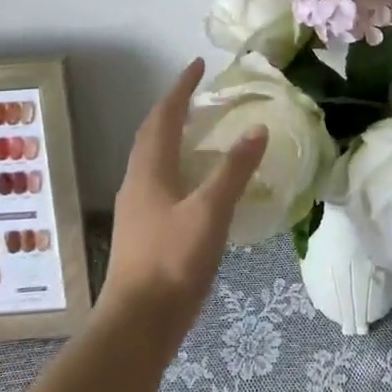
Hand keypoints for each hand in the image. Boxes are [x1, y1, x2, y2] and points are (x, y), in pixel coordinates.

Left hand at [99, 59, 266, 344]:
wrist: (137, 325)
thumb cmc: (173, 262)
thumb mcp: (210, 212)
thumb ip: (234, 170)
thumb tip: (257, 129)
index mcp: (149, 170)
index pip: (164, 115)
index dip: (181, 88)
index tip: (198, 65)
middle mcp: (136, 182)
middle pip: (151, 133)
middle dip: (173, 108)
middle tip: (198, 94)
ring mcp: (135, 209)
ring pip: (152, 158)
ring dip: (171, 136)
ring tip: (197, 131)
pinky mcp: (141, 232)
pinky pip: (157, 181)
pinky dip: (175, 166)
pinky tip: (193, 184)